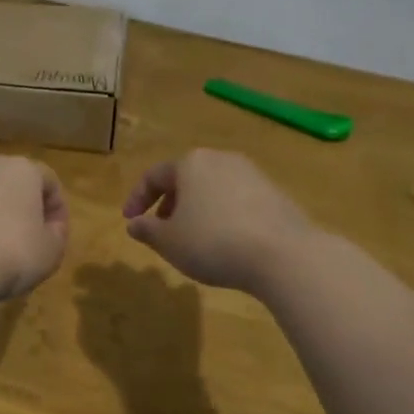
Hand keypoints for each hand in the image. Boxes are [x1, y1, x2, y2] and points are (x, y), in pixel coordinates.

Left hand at [0, 154, 70, 299]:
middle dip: (15, 205)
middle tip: (19, 238)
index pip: (48, 181)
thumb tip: (49, 226)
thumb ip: (56, 233)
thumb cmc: (10, 256)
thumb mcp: (51, 253)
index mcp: (22, 170)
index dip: (56, 208)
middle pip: (8, 181)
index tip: (54, 235)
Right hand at [122, 149, 311, 293]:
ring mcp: (251, 174)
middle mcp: (221, 159)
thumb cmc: (213, 242)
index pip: (154, 176)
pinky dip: (222, 215)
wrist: (283, 254)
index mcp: (190, 163)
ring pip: (212, 188)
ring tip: (193, 238)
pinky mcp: (275, 193)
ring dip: (196, 209)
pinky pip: (236, 200)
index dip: (136, 199)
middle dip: (169, 203)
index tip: (129, 221)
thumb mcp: (169, 242)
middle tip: (161, 229)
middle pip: (185, 178)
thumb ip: (147, 230)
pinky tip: (225, 242)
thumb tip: (134, 224)